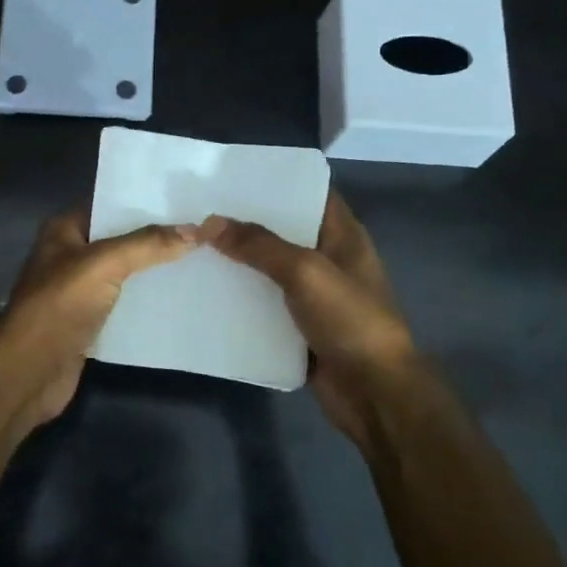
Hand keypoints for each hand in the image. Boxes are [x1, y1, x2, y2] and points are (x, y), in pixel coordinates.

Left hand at [0, 209, 199, 431]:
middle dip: (157, 237)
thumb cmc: (59, 306)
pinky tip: (182, 298)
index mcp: (65, 230)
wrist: (29, 372)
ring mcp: (79, 291)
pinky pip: (125, 305)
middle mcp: (71, 255)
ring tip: (203, 259)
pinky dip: (149, 302)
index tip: (188, 200)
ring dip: (156, 271)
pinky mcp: (90, 323)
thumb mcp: (103, 264)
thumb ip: (147, 245)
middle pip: (121, 239)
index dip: (146, 201)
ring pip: (125, 273)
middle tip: (205, 230)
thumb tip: (196, 229)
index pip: (110, 204)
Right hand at [206, 192, 440, 452]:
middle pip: (282, 230)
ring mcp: (313, 294)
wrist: (374, 393)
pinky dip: (239, 296)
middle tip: (198, 207)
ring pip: (268, 268)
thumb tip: (208, 222)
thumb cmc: (350, 320)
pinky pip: (263, 303)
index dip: (276, 180)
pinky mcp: (298, 325)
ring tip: (192, 243)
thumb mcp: (305, 271)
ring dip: (237, 260)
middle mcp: (328, 258)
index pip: (309, 193)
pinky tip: (204, 288)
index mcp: (342, 235)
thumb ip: (258, 245)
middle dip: (245, 220)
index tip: (232, 174)